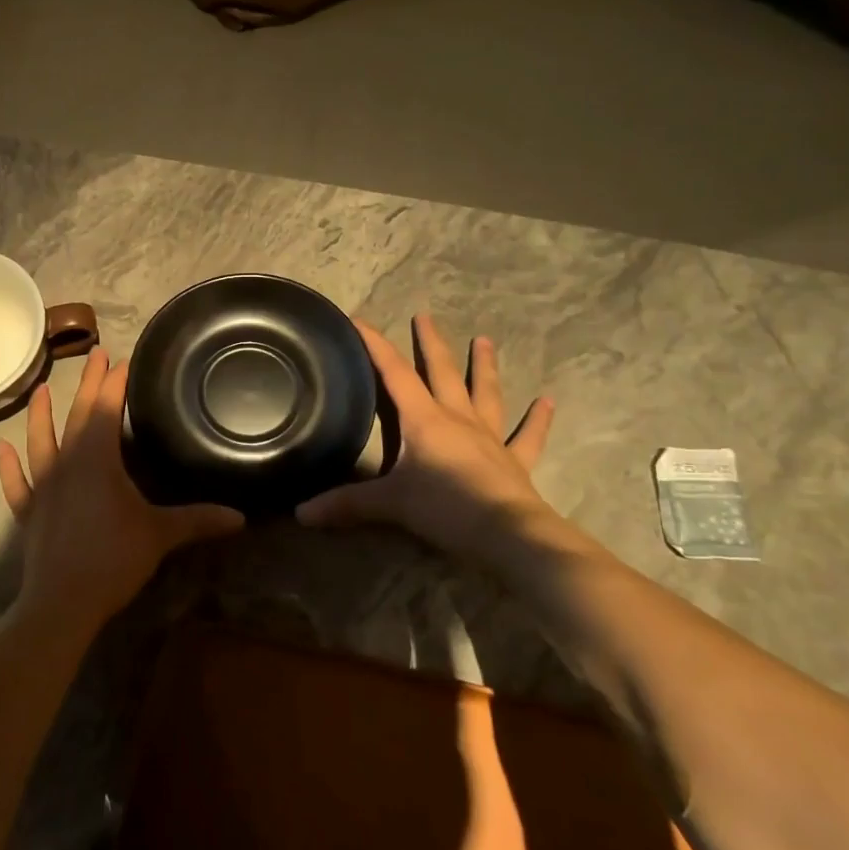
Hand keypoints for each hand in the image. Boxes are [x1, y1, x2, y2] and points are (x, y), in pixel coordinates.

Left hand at [0, 349, 243, 632]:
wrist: (63, 602)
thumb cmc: (113, 560)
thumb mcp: (160, 536)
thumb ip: (198, 521)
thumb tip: (240, 517)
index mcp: (97, 460)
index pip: (107, 410)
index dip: (115, 384)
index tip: (123, 360)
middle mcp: (67, 464)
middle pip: (77, 416)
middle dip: (87, 385)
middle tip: (94, 355)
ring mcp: (43, 487)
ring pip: (40, 441)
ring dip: (40, 415)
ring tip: (39, 390)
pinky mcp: (29, 512)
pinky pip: (17, 483)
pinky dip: (10, 466)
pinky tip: (3, 448)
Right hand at [298, 315, 558, 556]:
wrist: (508, 534)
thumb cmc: (445, 508)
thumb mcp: (389, 504)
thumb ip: (346, 505)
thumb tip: (301, 513)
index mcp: (424, 420)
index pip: (394, 373)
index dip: (375, 345)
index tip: (359, 320)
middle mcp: (457, 418)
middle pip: (442, 372)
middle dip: (430, 342)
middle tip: (425, 315)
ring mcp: (490, 437)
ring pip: (486, 393)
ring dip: (484, 366)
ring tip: (485, 340)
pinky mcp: (515, 461)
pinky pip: (527, 436)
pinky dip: (537, 419)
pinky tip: (547, 401)